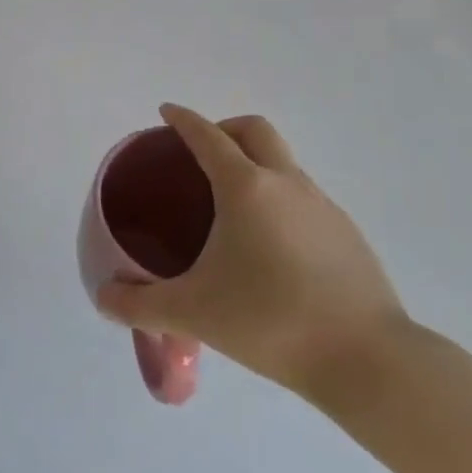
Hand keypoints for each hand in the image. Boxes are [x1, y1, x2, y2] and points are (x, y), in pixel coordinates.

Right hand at [96, 104, 409, 410]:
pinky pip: (304, 197)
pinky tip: (271, 246)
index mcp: (245, 188)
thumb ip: (140, 304)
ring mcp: (323, 206)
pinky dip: (280, 199)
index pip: (207, 136)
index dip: (183, 119)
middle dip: (224, 128)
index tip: (166, 112)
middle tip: (200, 154)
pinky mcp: (348, 234)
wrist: (369, 360)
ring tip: (232, 208)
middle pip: (254, 130)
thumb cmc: (271, 321)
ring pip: (283, 163)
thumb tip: (103, 298)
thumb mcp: (194, 313)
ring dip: (255, 164)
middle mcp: (286, 183)